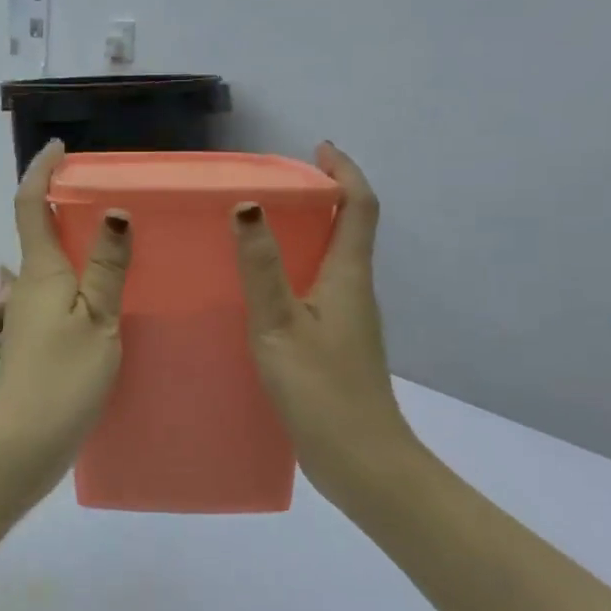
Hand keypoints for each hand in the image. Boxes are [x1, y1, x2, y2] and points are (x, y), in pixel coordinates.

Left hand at [0, 142, 131, 484]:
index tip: (60, 148)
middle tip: (109, 190)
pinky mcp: (42, 339)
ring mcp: (34, 314)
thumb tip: (114, 211)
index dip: (41, 171)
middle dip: (64, 202)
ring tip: (123, 234)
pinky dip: (84, 276)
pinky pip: (64, 291)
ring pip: (55, 262)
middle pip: (42, 229)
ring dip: (78, 240)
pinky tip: (114, 290)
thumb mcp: (97, 320)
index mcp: (43, 270)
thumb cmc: (61, 377)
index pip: (32, 204)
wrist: (22, 443)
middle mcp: (32, 284)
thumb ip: (107, 268)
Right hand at [231, 143, 408, 486]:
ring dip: (309, 233)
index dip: (345, 172)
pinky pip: (319, 288)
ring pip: (333, 260)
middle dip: (323, 196)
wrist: (361, 462)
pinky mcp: (337, 344)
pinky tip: (263, 289)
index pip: (360, 207)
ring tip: (261, 228)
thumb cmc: (322, 389)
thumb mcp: (280, 324)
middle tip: (277, 185)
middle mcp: (355, 291)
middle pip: (349, 228)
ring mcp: (349, 320)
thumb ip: (261, 267)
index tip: (319, 148)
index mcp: (349, 277)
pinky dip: (298, 269)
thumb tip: (248, 205)